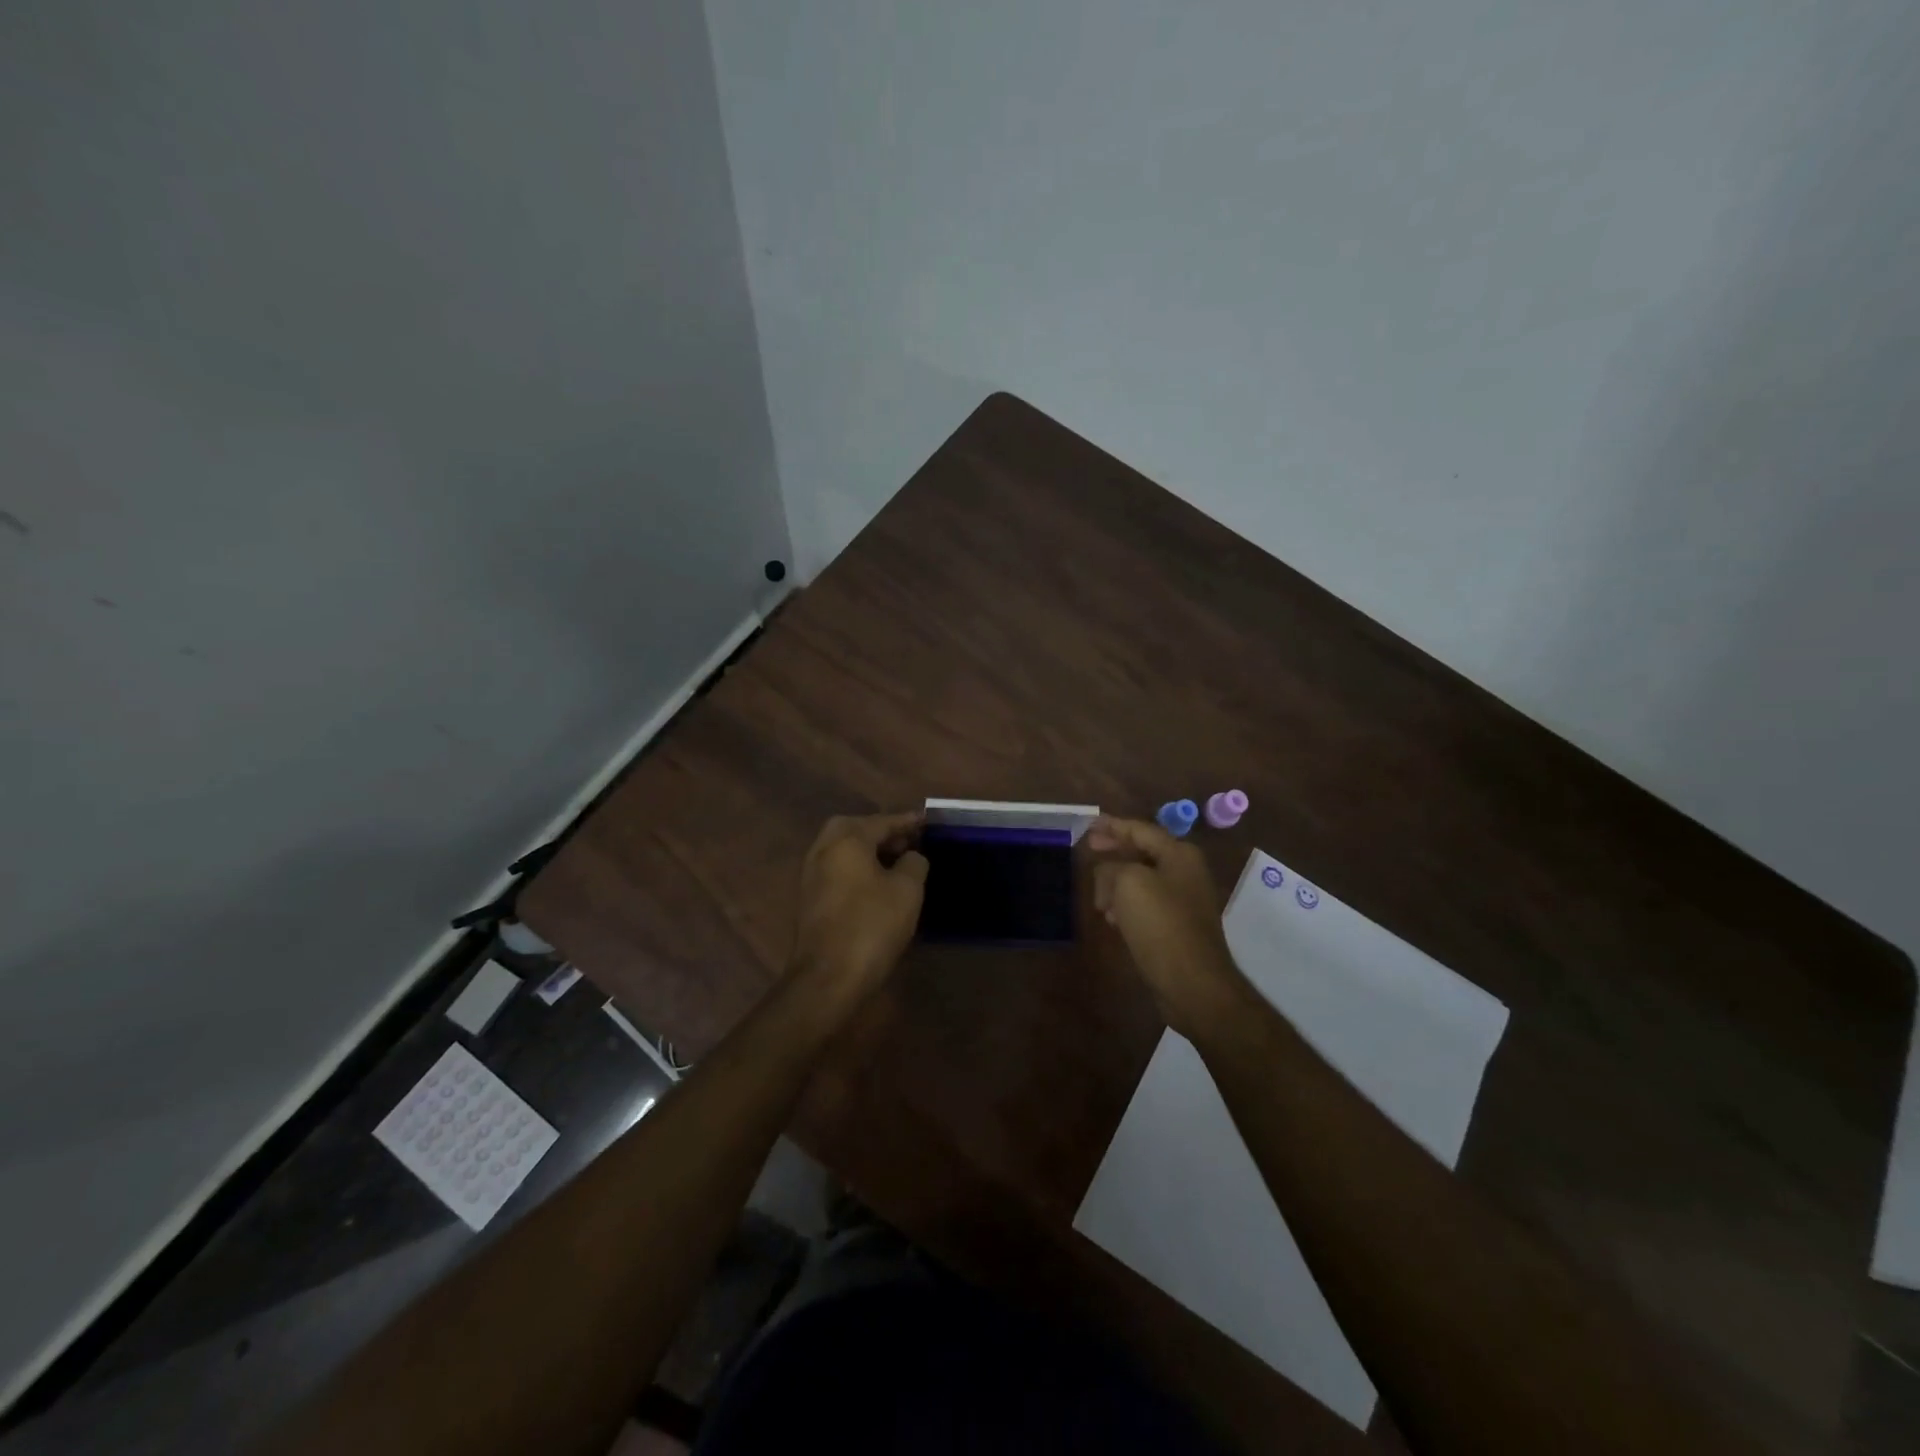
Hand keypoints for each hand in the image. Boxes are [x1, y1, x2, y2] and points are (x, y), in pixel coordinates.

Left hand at [789, 812, 928, 1002]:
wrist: (828, 977)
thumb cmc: (871, 926)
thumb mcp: (907, 891)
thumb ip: (914, 863)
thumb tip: (911, 857)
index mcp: (846, 839)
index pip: (882, 821)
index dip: (907, 821)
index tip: (926, 821)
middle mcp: (823, 849)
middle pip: (856, 829)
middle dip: (883, 832)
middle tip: (909, 842)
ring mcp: (811, 874)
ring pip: (844, 849)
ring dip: (869, 850)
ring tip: (898, 862)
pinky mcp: (809, 898)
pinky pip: (837, 869)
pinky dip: (857, 867)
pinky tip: (877, 884)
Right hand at [1088, 816, 1253, 1038]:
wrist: (1193, 983)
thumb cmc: (1161, 924)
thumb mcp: (1128, 883)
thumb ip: (1112, 867)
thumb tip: (1106, 873)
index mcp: (1179, 854)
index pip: (1140, 829)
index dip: (1112, 826)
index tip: (1088, 824)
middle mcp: (1186, 872)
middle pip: (1142, 852)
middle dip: (1114, 852)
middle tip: (1088, 849)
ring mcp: (1184, 901)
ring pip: (1142, 880)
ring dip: (1116, 883)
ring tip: (1096, 894)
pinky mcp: (1177, 927)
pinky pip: (1146, 904)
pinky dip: (1126, 905)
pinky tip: (1111, 917)